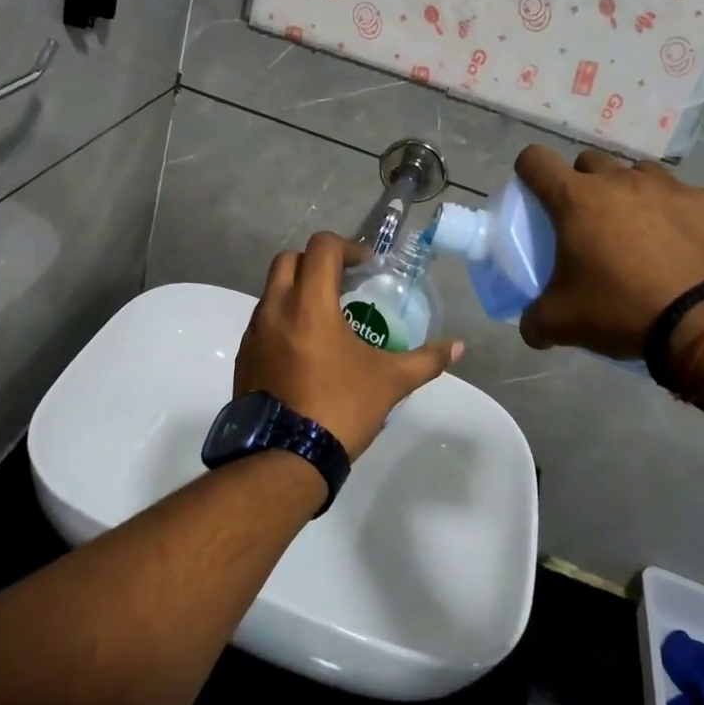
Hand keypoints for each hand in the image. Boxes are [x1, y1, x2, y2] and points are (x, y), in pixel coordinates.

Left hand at [235, 232, 463, 460]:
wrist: (286, 457)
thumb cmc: (340, 408)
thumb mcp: (390, 381)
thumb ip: (426, 359)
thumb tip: (459, 347)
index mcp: (309, 303)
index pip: (321, 247)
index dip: (347, 247)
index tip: (366, 267)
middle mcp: (274, 308)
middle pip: (289, 260)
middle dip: (317, 262)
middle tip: (343, 284)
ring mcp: (254, 333)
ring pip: (272, 291)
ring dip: (298, 291)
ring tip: (327, 319)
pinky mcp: (244, 356)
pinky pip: (263, 322)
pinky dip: (284, 320)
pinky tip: (306, 350)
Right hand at [515, 146, 703, 359]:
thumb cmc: (622, 309)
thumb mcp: (562, 323)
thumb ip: (535, 321)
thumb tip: (531, 329)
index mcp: (576, 200)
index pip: (535, 160)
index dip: (529, 173)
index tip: (535, 196)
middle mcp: (619, 181)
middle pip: (589, 162)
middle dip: (582, 184)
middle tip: (588, 223)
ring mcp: (670, 187)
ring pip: (638, 173)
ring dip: (630, 193)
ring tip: (638, 231)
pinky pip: (686, 197)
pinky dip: (678, 214)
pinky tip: (685, 245)